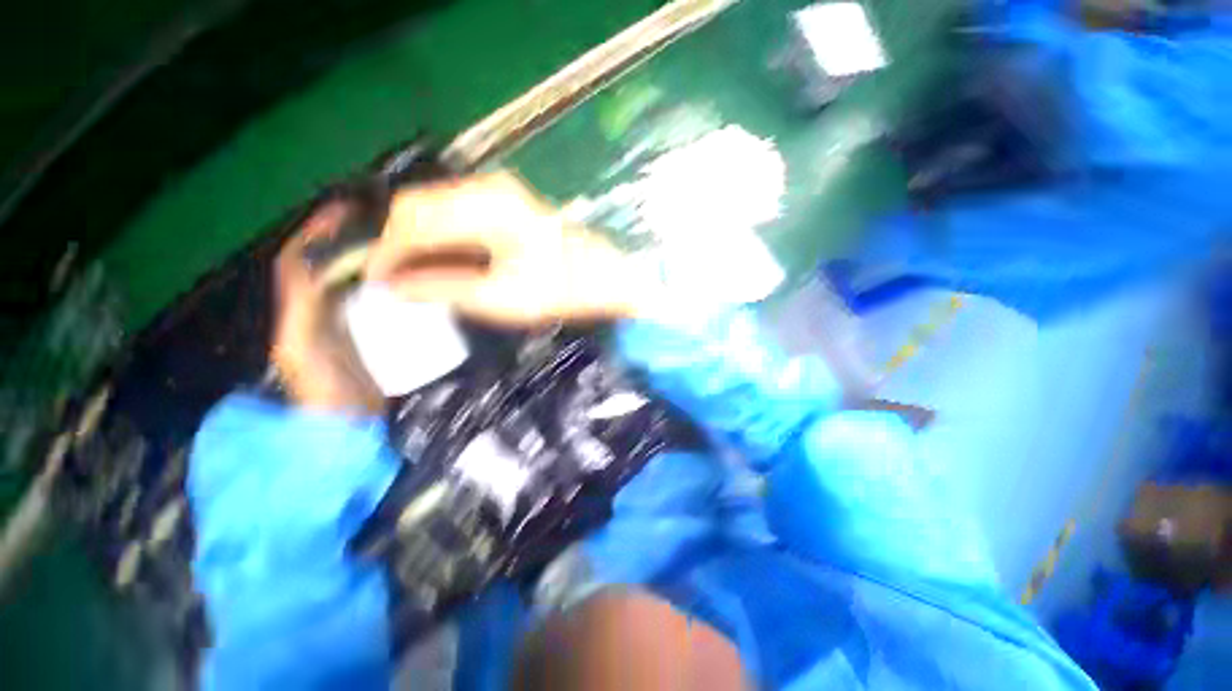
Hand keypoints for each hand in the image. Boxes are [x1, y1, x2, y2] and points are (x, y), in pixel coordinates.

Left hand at [271, 201, 383, 413]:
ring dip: (362, 258)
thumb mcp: (304, 352)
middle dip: (341, 240)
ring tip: (392, 244)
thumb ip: (303, 312)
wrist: (346, 426)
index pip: (298, 263)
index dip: (314, 234)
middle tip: (376, 224)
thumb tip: (310, 271)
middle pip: (323, 266)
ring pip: (346, 282)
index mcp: (297, 313)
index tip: (342, 211)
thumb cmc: (325, 393)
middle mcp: (314, 313)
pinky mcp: (360, 335)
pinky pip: (367, 302)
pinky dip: (378, 284)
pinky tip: (400, 279)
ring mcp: (338, 324)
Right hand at [365, 172, 658, 325]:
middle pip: (419, 206)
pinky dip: (441, 236)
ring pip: (435, 208)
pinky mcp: (505, 202)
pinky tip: (440, 261)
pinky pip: (455, 213)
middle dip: (399, 243)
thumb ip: (442, 288)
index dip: (387, 251)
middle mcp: (487, 188)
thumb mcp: (499, 297)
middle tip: (393, 280)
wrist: (602, 278)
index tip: (374, 281)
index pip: (413, 220)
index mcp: (486, 207)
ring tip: (413, 274)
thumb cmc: (559, 290)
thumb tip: (394, 287)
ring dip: (419, 240)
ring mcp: (498, 192)